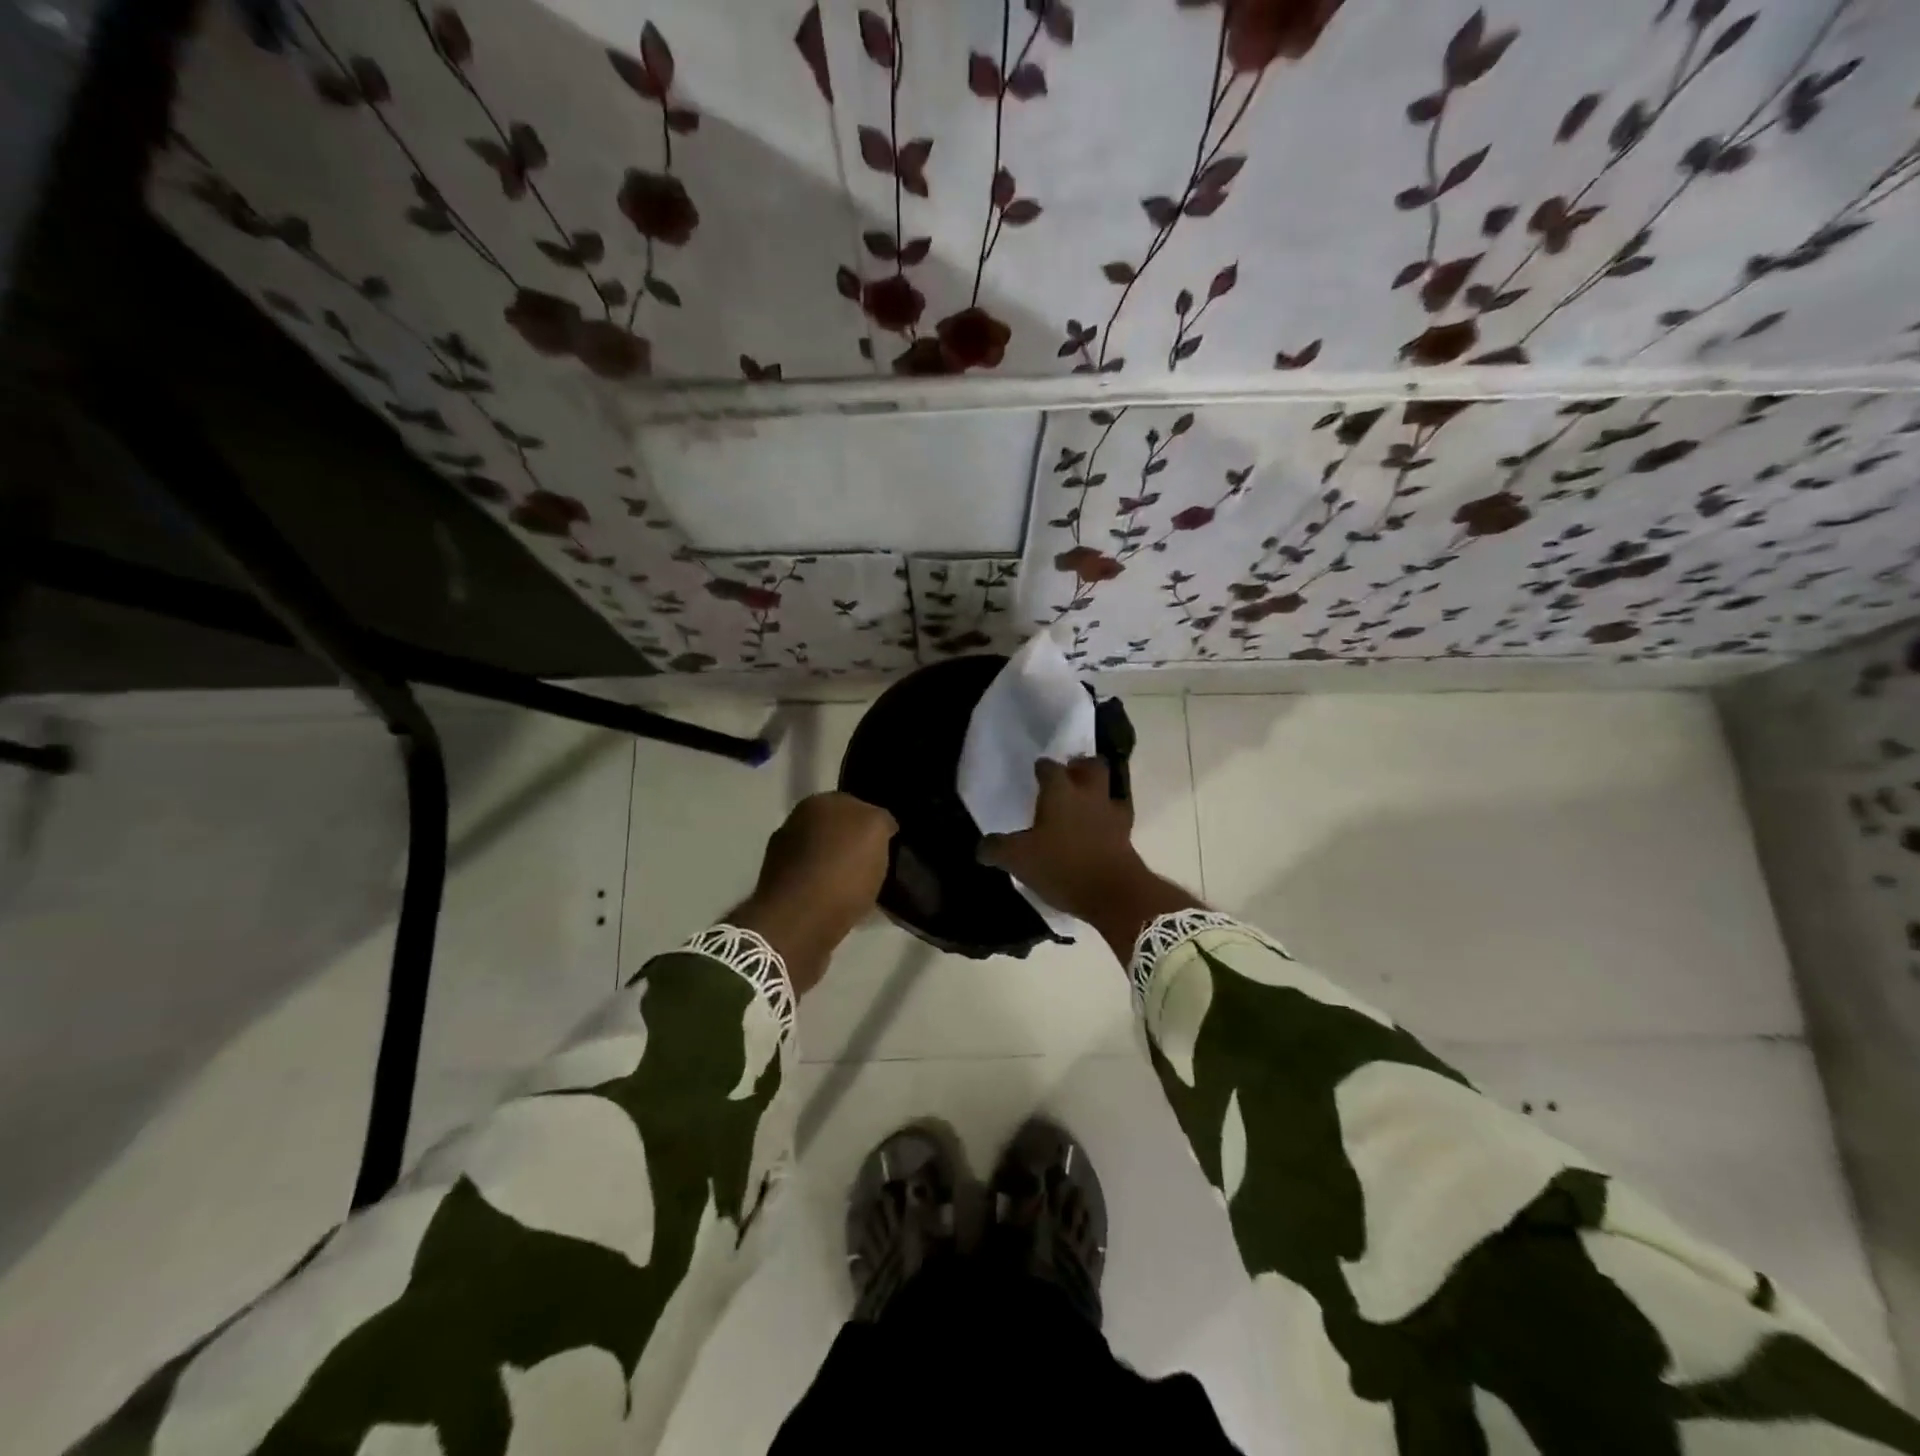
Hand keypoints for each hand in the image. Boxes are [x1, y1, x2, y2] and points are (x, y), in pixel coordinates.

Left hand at [729, 792, 896, 994]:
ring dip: (839, 869)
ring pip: (824, 857)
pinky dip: (828, 891)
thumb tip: (879, 824)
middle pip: (836, 830)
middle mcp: (795, 823)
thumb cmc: (842, 871)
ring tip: (861, 890)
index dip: (873, 824)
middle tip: (876, 866)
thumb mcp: (876, 831)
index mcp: (817, 802)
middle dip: (853, 845)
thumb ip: (880, 818)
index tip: (887, 844)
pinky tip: (843, 905)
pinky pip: (815, 883)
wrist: (799, 923)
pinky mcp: (780, 890)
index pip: (855, 804)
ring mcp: (783, 857)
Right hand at [981, 758, 1200, 963]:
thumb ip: (997, 849)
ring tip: (1086, 801)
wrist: (1114, 893)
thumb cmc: (1062, 866)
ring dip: (1099, 791)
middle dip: (1081, 766)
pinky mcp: (1127, 836)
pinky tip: (1100, 829)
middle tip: (1069, 774)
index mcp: (1060, 792)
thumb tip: (982, 847)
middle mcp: (1089, 794)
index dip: (1042, 767)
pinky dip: (1109, 819)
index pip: (1050, 767)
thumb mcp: (1018, 860)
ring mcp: (1112, 814)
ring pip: (1110, 789)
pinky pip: (1118, 817)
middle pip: (1092, 766)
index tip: (1037, 770)